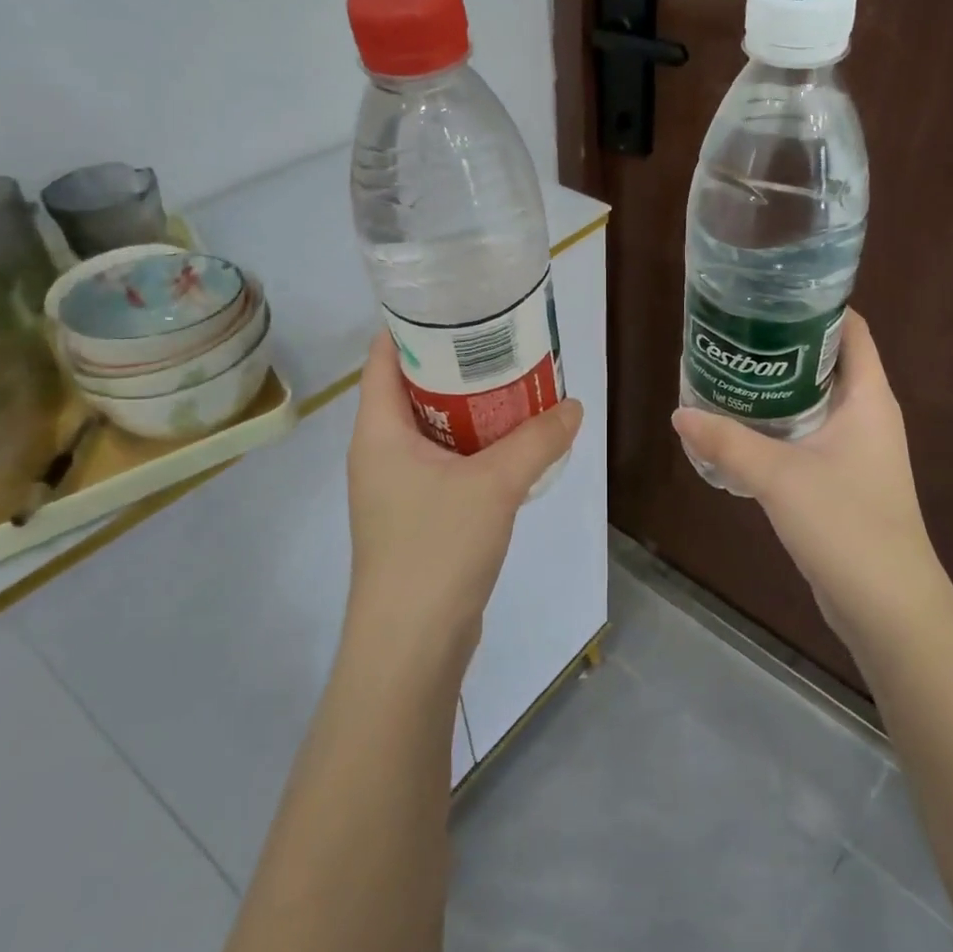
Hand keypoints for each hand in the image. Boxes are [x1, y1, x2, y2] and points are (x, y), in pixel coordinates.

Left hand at [345, 330, 582, 665]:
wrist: (411, 647)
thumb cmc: (436, 549)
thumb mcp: (495, 485)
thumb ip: (537, 440)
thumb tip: (574, 406)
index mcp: (378, 431)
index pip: (384, 356)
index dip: (416, 324)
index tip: (460, 303)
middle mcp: (380, 452)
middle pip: (413, 388)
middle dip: (458, 364)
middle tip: (506, 341)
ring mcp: (397, 487)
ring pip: (433, 428)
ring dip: (472, 408)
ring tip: (518, 382)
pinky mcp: (418, 515)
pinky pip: (446, 462)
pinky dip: (475, 446)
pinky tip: (514, 443)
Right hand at [672, 311, 948, 665]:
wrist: (888, 607)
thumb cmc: (847, 525)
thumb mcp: (779, 477)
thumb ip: (727, 442)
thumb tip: (679, 413)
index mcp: (868, 397)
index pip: (850, 329)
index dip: (814, 306)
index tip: (766, 296)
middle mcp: (867, 414)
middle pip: (826, 361)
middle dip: (782, 346)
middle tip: (732, 334)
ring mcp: (857, 449)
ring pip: (814, 401)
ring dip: (776, 389)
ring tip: (727, 373)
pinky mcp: (843, 479)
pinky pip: (808, 436)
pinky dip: (778, 426)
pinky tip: (740, 429)